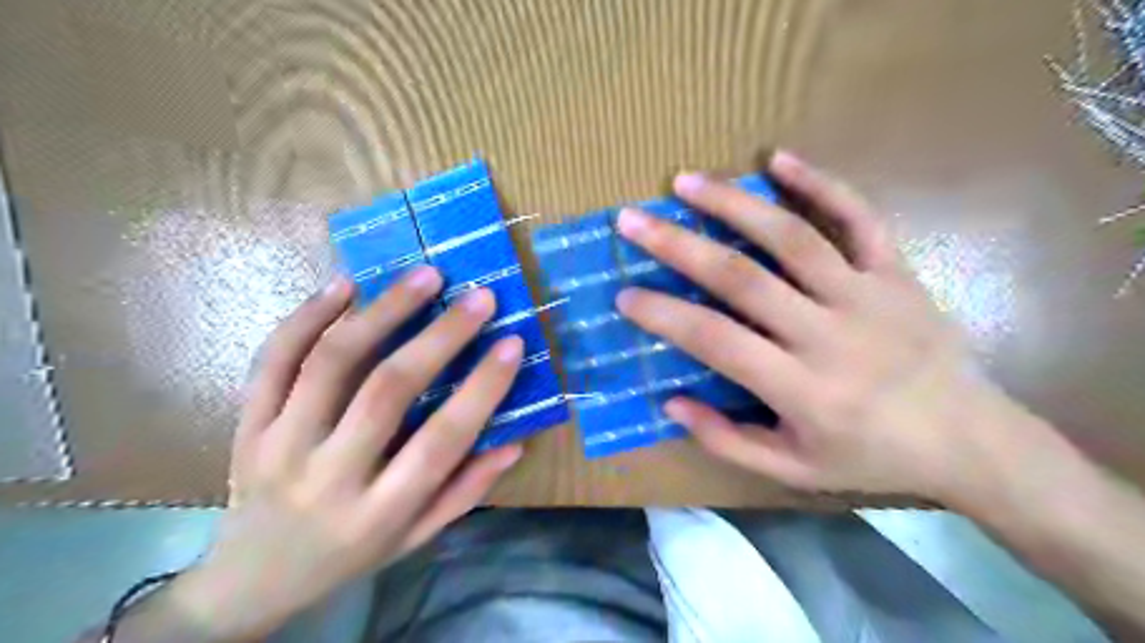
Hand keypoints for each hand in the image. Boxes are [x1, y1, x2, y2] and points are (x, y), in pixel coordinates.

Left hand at [165, 269, 522, 640]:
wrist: (250, 580)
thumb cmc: (349, 556)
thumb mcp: (415, 538)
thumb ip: (465, 492)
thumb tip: (515, 443)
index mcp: (379, 512)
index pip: (442, 441)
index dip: (482, 389)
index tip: (511, 343)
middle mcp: (328, 476)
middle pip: (387, 391)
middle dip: (440, 337)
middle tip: (478, 297)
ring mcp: (279, 445)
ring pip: (330, 363)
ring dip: (382, 312)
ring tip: (424, 276)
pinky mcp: (247, 425)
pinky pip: (273, 360)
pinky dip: (309, 316)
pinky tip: (345, 285)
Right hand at [617, 150, 1029, 502]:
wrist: (969, 440)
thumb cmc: (870, 456)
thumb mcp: (793, 470)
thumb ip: (728, 440)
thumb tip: (671, 401)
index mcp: (800, 387)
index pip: (715, 340)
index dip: (663, 315)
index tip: (624, 294)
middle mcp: (827, 333)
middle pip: (742, 277)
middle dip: (679, 245)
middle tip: (632, 220)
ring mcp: (865, 294)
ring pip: (791, 237)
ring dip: (733, 204)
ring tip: (685, 181)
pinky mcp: (895, 271)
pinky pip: (857, 217)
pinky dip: (819, 183)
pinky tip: (778, 158)